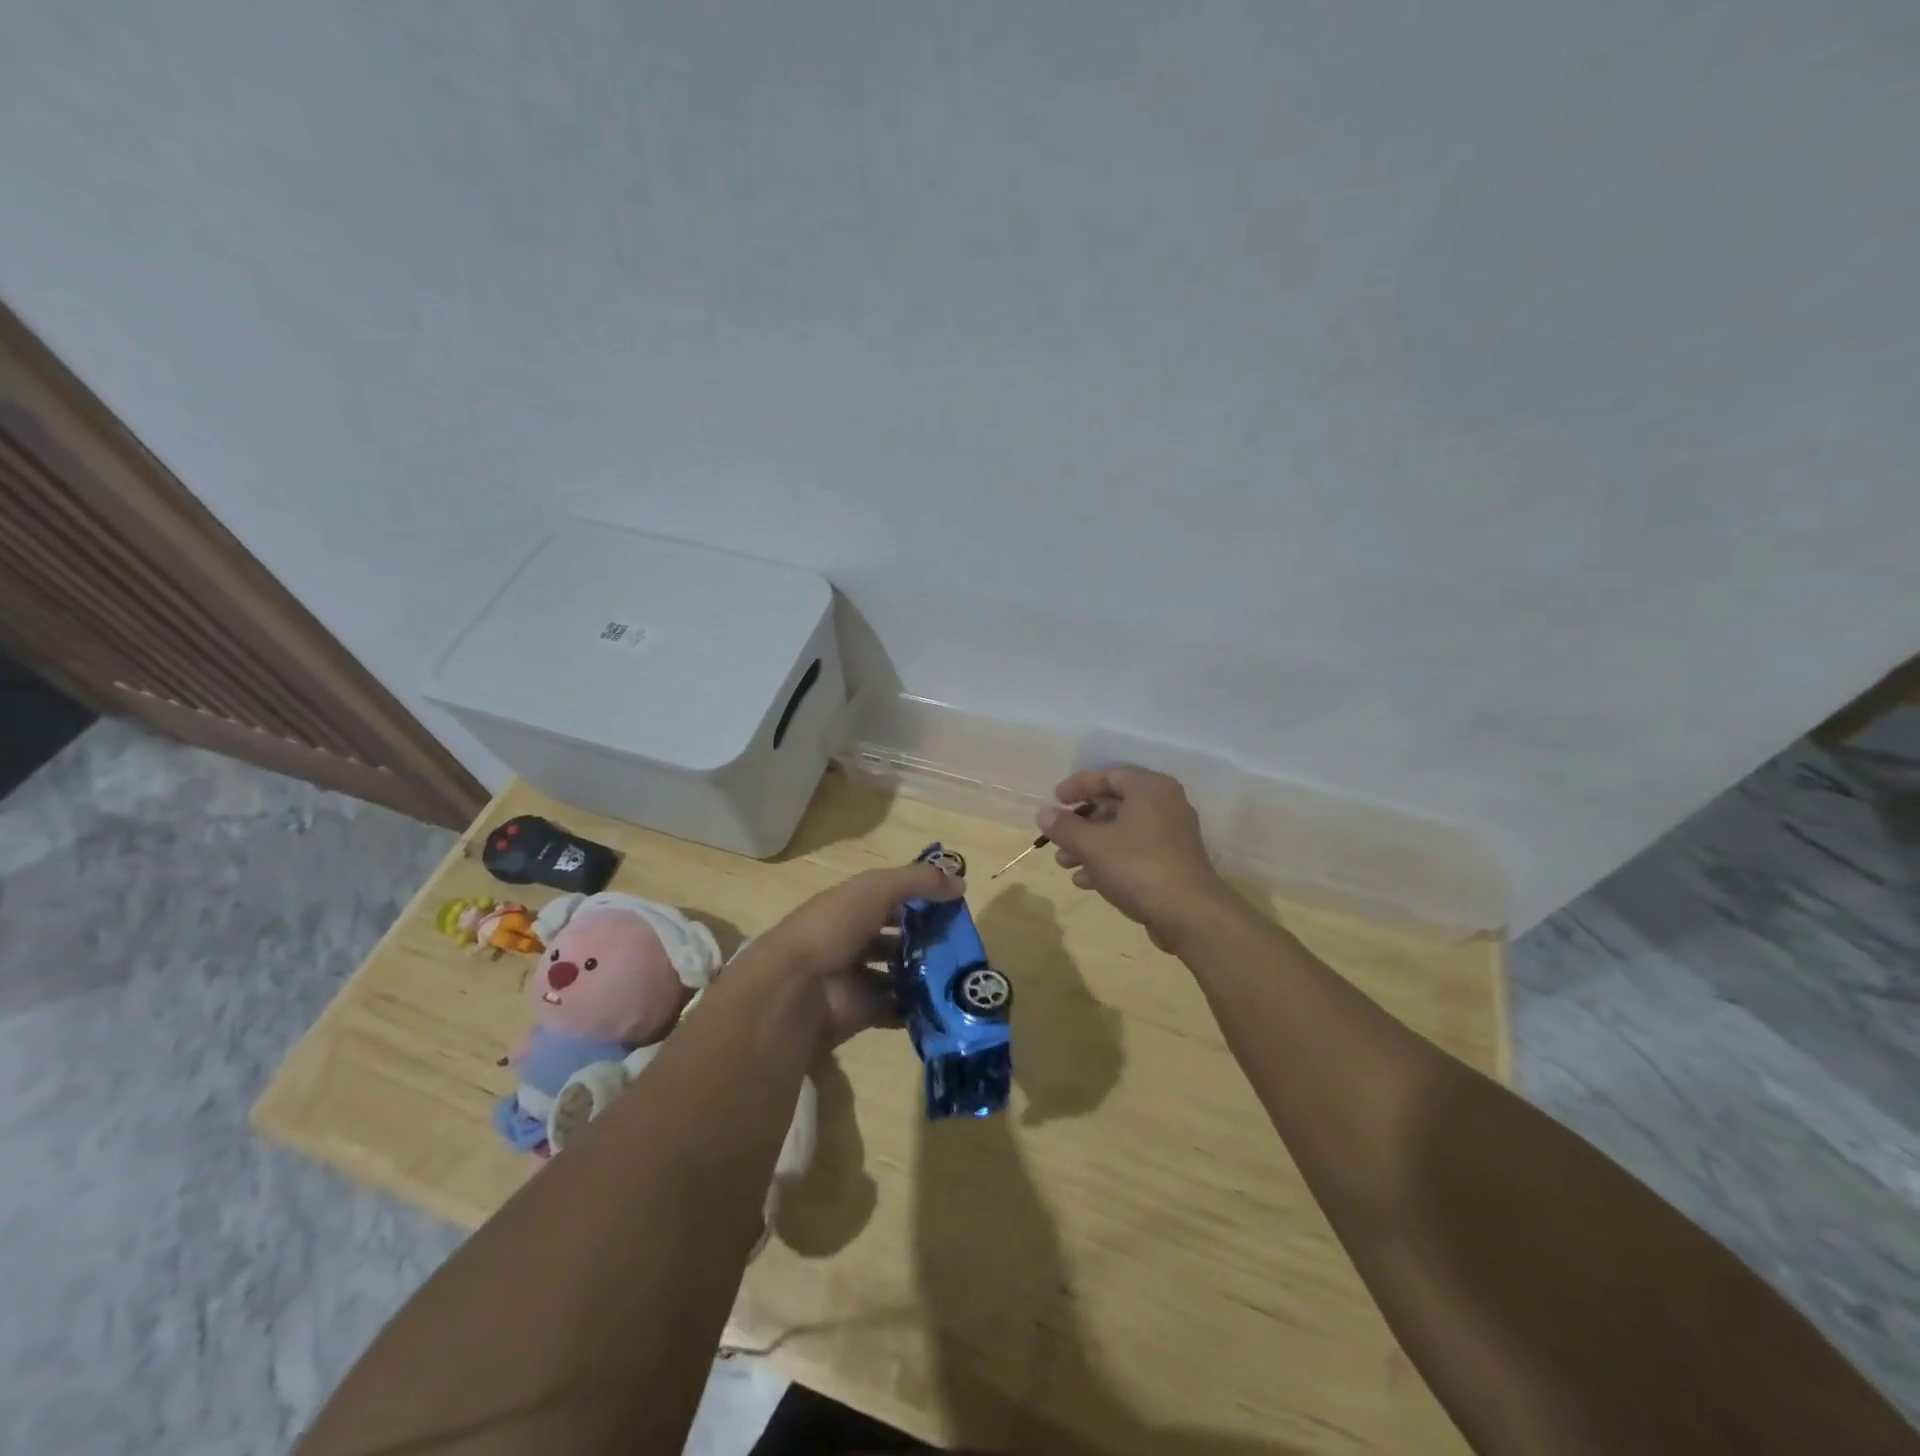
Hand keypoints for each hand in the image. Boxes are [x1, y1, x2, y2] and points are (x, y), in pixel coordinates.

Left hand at [746, 859, 964, 1044]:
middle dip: (925, 939)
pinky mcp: (862, 1012)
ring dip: (924, 974)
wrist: (795, 989)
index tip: (954, 905)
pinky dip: (916, 1009)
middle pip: (895, 938)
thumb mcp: (876, 889)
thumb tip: (960, 883)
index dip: (919, 899)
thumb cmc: (832, 928)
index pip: (889, 899)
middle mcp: (851, 940)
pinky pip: (895, 1009)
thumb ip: (918, 881)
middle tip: (962, 944)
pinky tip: (945, 1002)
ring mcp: (856, 978)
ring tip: (960, 973)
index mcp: (850, 908)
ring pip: (897, 974)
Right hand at [1040, 767, 1235, 951]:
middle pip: (1114, 805)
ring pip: (1121, 832)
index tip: (1055, 799)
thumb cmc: (1138, 866)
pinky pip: (1133, 853)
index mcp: (1150, 789)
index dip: (1078, 786)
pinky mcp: (1172, 863)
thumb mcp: (1092, 844)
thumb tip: (1044, 814)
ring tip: (1064, 863)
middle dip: (1081, 823)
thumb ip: (1065, 826)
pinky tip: (1085, 881)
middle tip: (1057, 836)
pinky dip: (1109, 861)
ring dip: (1090, 845)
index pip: (1108, 775)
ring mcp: (1171, 836)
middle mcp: (1164, 805)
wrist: (1189, 914)